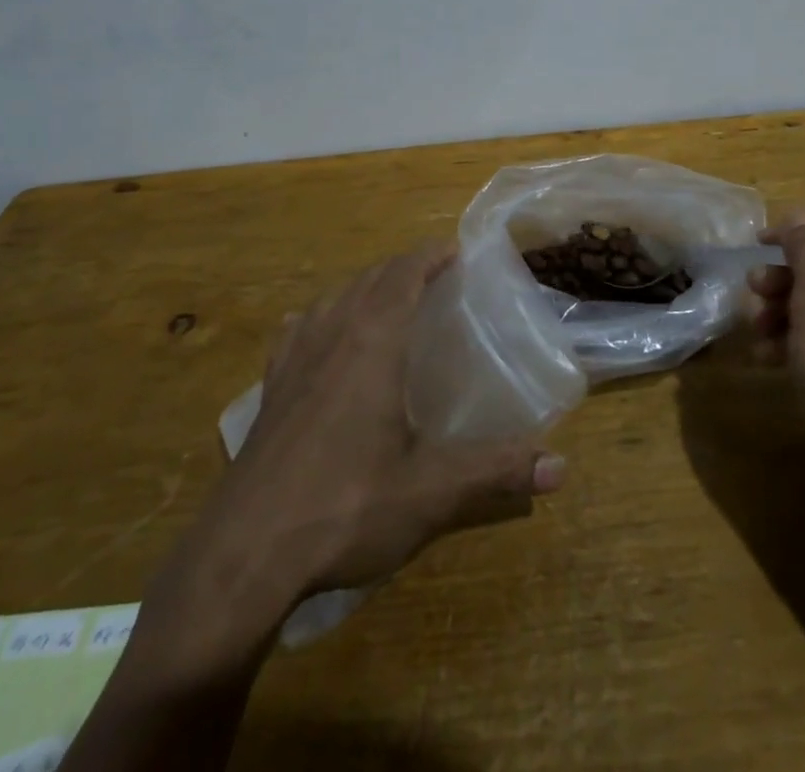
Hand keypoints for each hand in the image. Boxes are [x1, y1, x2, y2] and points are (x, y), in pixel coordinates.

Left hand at [69, 247, 565, 771]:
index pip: (402, 275)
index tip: (455, 249)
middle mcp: (330, 336)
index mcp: (371, 343)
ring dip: (363, 287)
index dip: (429, 256)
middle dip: (402, 267)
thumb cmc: (343, 508)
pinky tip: (317, 333)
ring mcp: (292, 361)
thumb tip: (561, 468)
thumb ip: (496, 473)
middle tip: (434, 275)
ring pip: (331, 299)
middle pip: (369, 279)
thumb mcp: (429, 493)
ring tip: (387, 297)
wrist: (242, 555)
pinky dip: (318, 317)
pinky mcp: (268, 390)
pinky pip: (296, 331)